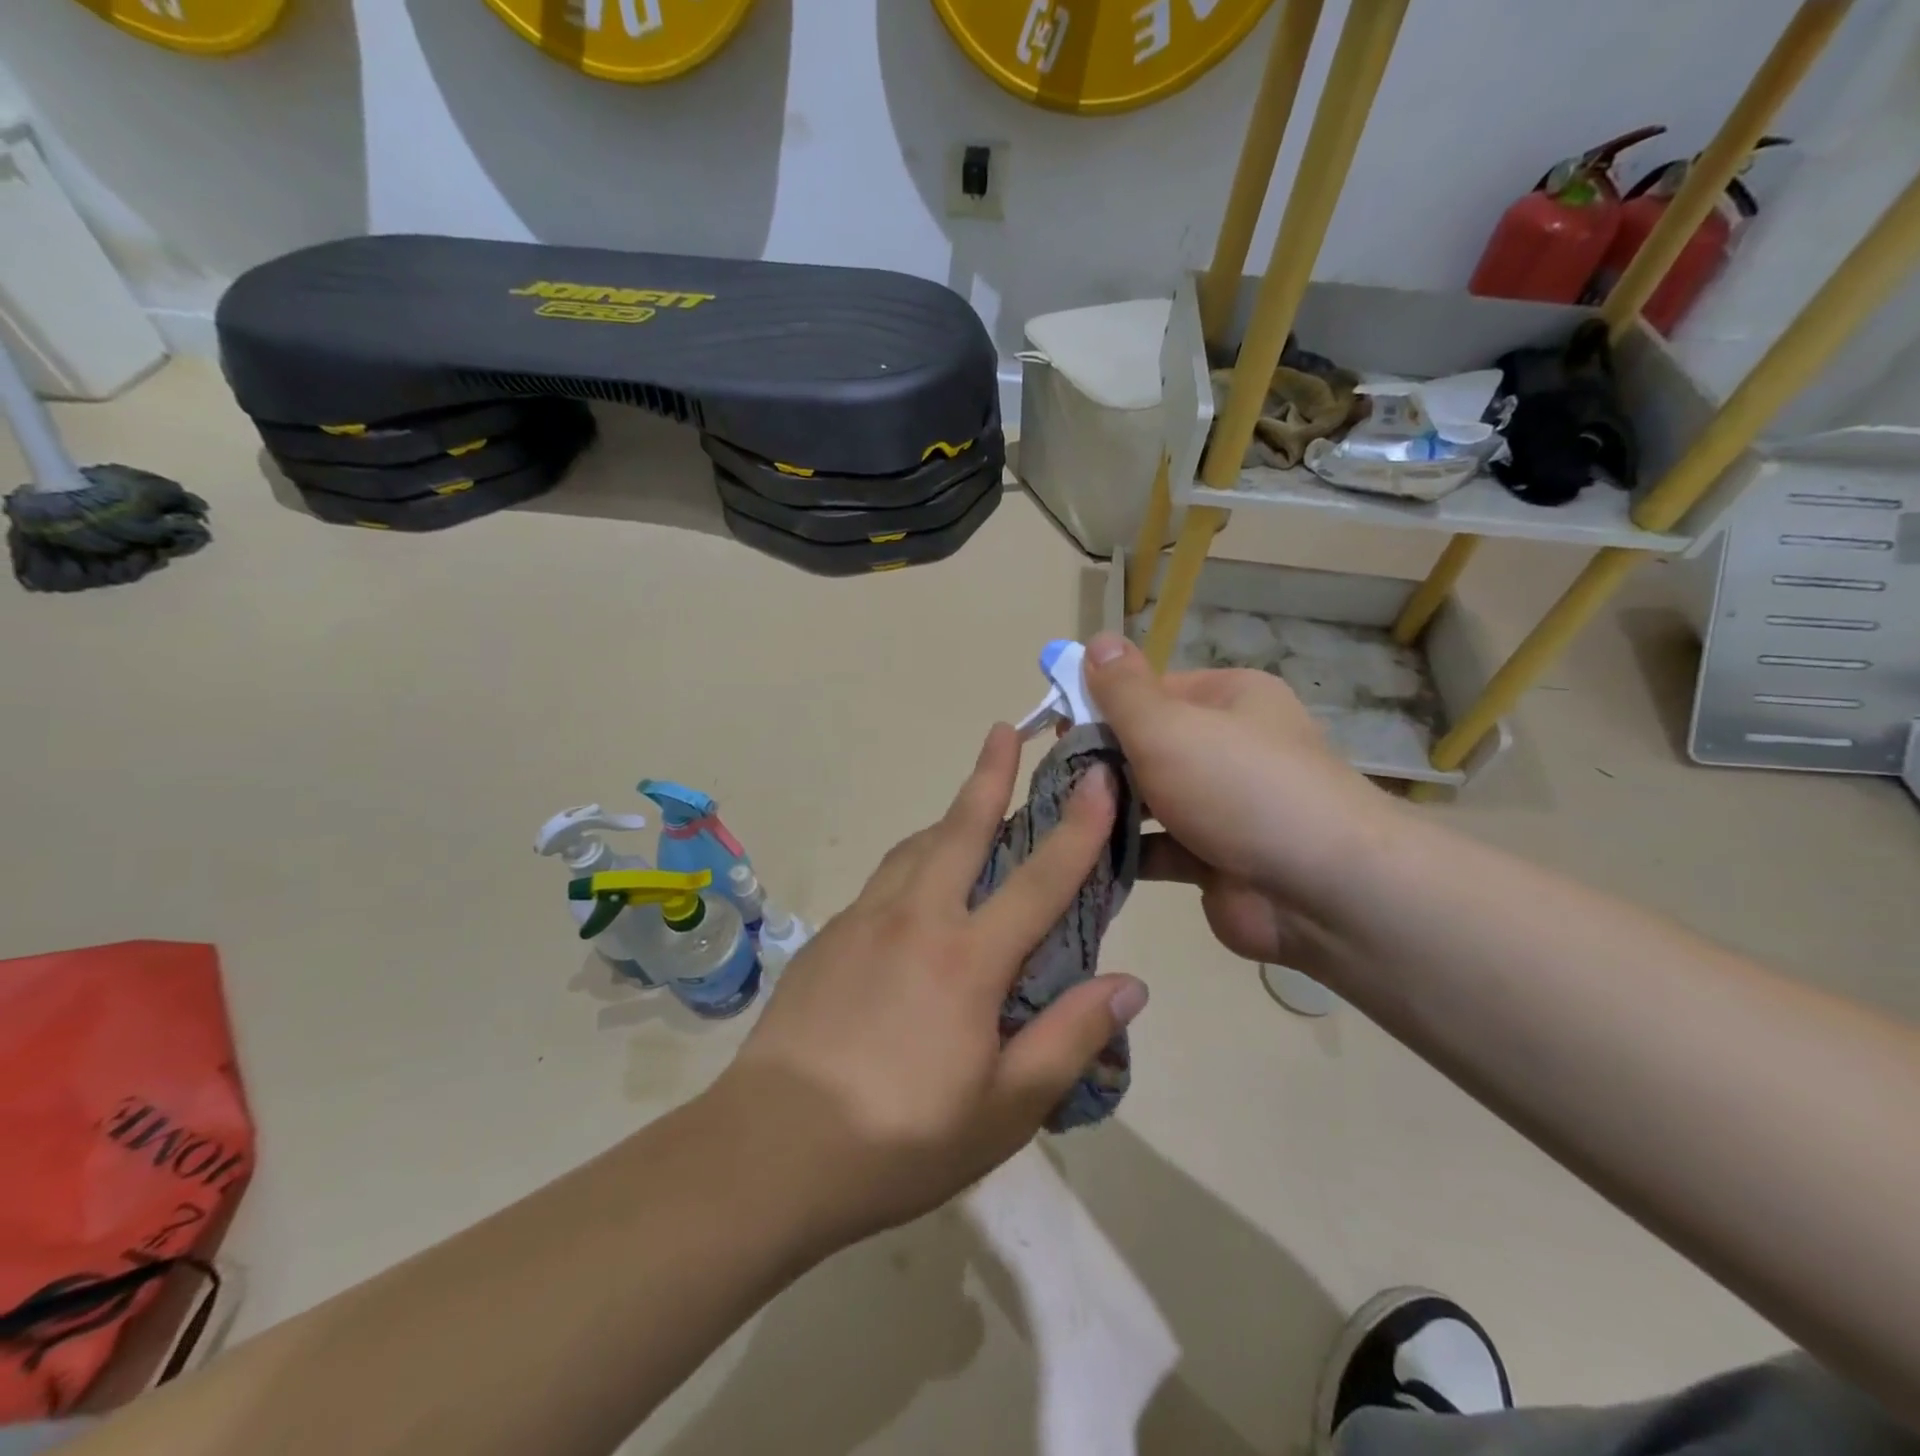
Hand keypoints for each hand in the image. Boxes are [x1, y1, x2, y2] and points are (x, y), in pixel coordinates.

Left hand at [720, 723, 1148, 1246]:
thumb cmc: (899, 1139)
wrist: (769, 1150)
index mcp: (967, 958)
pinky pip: (882, 882)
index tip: (1098, 776)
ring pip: (915, 848)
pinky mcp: (826, 938)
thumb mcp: (1005, 1110)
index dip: (1078, 825)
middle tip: (1004, 729)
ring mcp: (862, 922)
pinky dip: (911, 864)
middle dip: (989, 774)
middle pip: (960, 829)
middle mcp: (915, 919)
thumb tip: (1129, 984)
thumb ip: (1069, 1039)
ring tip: (968, 808)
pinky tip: (914, 892)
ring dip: (947, 819)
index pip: (1040, 877)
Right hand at [1083, 632, 1395, 970]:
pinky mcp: (1214, 859)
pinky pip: (1158, 847)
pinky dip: (1124, 851)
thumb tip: (1098, 640)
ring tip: (1056, 816)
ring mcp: (1223, 807)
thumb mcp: (1170, 726)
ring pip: (1150, 799)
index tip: (1057, 727)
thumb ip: (1124, 689)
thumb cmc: (1239, 787)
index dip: (1102, 704)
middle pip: (1148, 745)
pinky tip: (1079, 854)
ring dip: (1108, 807)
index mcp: (1229, 700)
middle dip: (1100, 760)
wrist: (1320, 892)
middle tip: (1053, 777)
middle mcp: (1229, 747)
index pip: (1152, 691)